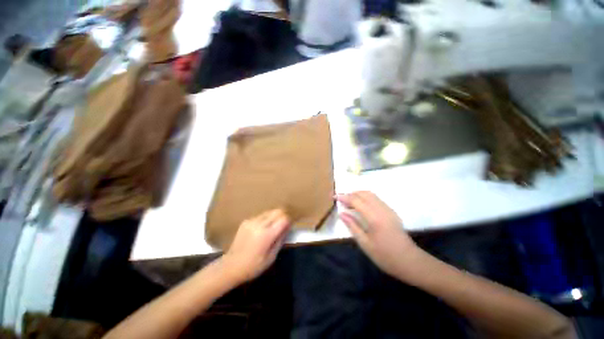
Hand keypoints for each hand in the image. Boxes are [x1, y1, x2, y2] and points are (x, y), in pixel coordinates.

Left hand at [221, 209, 290, 284]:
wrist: (230, 266)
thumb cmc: (253, 266)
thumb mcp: (271, 257)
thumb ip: (281, 239)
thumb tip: (288, 227)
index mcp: (266, 234)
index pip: (283, 218)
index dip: (289, 220)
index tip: (290, 224)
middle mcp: (259, 224)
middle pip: (277, 211)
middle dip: (283, 215)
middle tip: (284, 223)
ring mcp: (251, 221)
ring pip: (269, 211)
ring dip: (274, 216)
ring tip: (274, 226)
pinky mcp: (246, 221)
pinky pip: (261, 215)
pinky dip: (266, 219)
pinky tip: (263, 229)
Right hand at [336, 191, 420, 279]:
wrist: (410, 262)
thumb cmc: (386, 256)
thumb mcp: (365, 244)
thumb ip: (352, 226)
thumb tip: (341, 213)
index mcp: (374, 217)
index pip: (356, 200)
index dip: (344, 197)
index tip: (334, 197)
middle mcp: (381, 209)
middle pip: (364, 194)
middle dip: (351, 193)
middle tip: (341, 199)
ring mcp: (388, 209)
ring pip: (371, 194)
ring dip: (358, 194)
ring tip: (349, 201)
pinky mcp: (391, 212)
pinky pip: (376, 199)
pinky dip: (366, 197)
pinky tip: (361, 206)